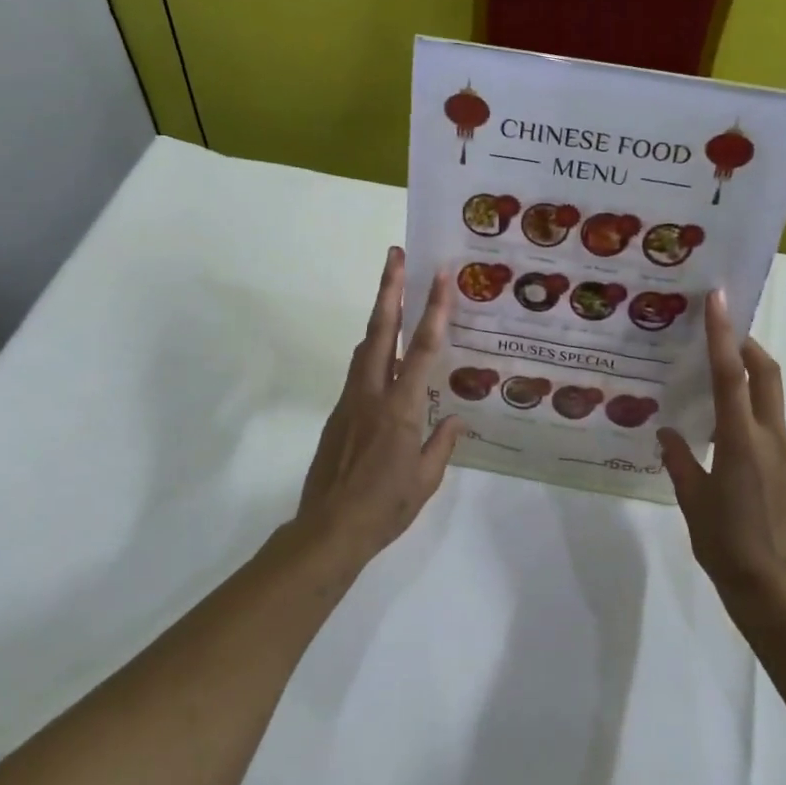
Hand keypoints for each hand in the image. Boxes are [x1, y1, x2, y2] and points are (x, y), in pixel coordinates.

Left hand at [296, 247, 462, 567]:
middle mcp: (373, 393)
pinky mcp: (338, 412)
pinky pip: (360, 370)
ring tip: (392, 290)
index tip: (440, 276)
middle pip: (382, 330)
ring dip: (380, 314)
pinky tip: (386, 353)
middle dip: (389, 289)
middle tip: (395, 255)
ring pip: (366, 346)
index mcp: (401, 408)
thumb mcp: (426, 480)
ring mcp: (351, 400)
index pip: (423, 349)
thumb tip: (456, 419)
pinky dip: (374, 349)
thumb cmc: (385, 507)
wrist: (329, 529)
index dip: (434, 309)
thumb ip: (442, 444)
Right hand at [659, 289, 785, 607]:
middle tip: (721, 331)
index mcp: (741, 442)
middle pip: (766, 373)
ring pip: (771, 400)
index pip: (731, 375)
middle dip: (746, 345)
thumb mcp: (692, 500)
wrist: (775, 591)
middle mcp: (772, 438)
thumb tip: (668, 433)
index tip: (719, 298)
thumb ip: (680, 460)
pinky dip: (751, 414)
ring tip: (715, 385)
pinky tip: (726, 436)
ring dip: (749, 379)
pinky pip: (771, 427)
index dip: (722, 334)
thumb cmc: (725, 545)